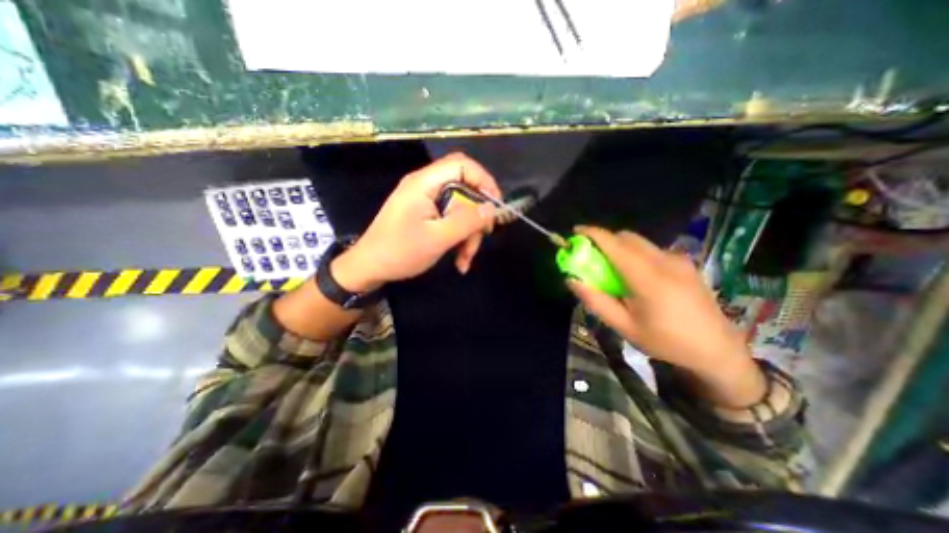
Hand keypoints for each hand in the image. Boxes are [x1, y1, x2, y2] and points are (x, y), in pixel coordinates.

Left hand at [331, 153, 498, 293]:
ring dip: (468, 234)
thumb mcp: (437, 238)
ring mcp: (425, 201)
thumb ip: (466, 221)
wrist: (369, 267)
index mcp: (425, 183)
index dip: (484, 180)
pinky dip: (458, 237)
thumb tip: (491, 209)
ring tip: (465, 259)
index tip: (495, 206)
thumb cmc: (400, 252)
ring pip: (460, 209)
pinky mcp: (425, 215)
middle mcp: (426, 186)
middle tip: (482, 238)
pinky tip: (459, 259)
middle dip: (475, 217)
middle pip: (464, 190)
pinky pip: (450, 220)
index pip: (462, 165)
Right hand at [566, 225, 761, 389]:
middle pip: (627, 237)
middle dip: (604, 240)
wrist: (718, 350)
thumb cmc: (666, 342)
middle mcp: (665, 261)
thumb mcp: (624, 327)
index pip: (615, 245)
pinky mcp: (685, 263)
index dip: (592, 234)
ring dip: (619, 247)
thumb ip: (596, 301)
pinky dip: (634, 253)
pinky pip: (651, 249)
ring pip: (639, 242)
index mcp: (649, 279)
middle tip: (591, 256)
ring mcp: (678, 260)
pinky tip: (636, 276)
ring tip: (613, 270)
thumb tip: (572, 279)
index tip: (575, 232)